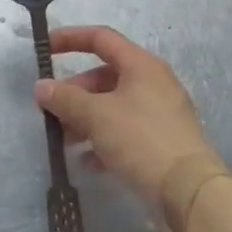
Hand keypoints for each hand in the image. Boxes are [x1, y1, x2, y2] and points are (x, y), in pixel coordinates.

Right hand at [35, 26, 224, 206]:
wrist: (190, 192)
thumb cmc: (141, 139)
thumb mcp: (96, 115)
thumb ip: (65, 98)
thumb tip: (41, 87)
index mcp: (141, 65)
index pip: (101, 38)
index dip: (71, 39)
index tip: (45, 50)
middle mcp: (153, 83)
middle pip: (104, 76)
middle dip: (74, 92)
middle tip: (52, 111)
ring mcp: (159, 113)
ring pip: (112, 106)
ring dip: (85, 119)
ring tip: (65, 141)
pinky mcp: (162, 141)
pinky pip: (125, 131)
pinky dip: (103, 140)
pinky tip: (88, 161)